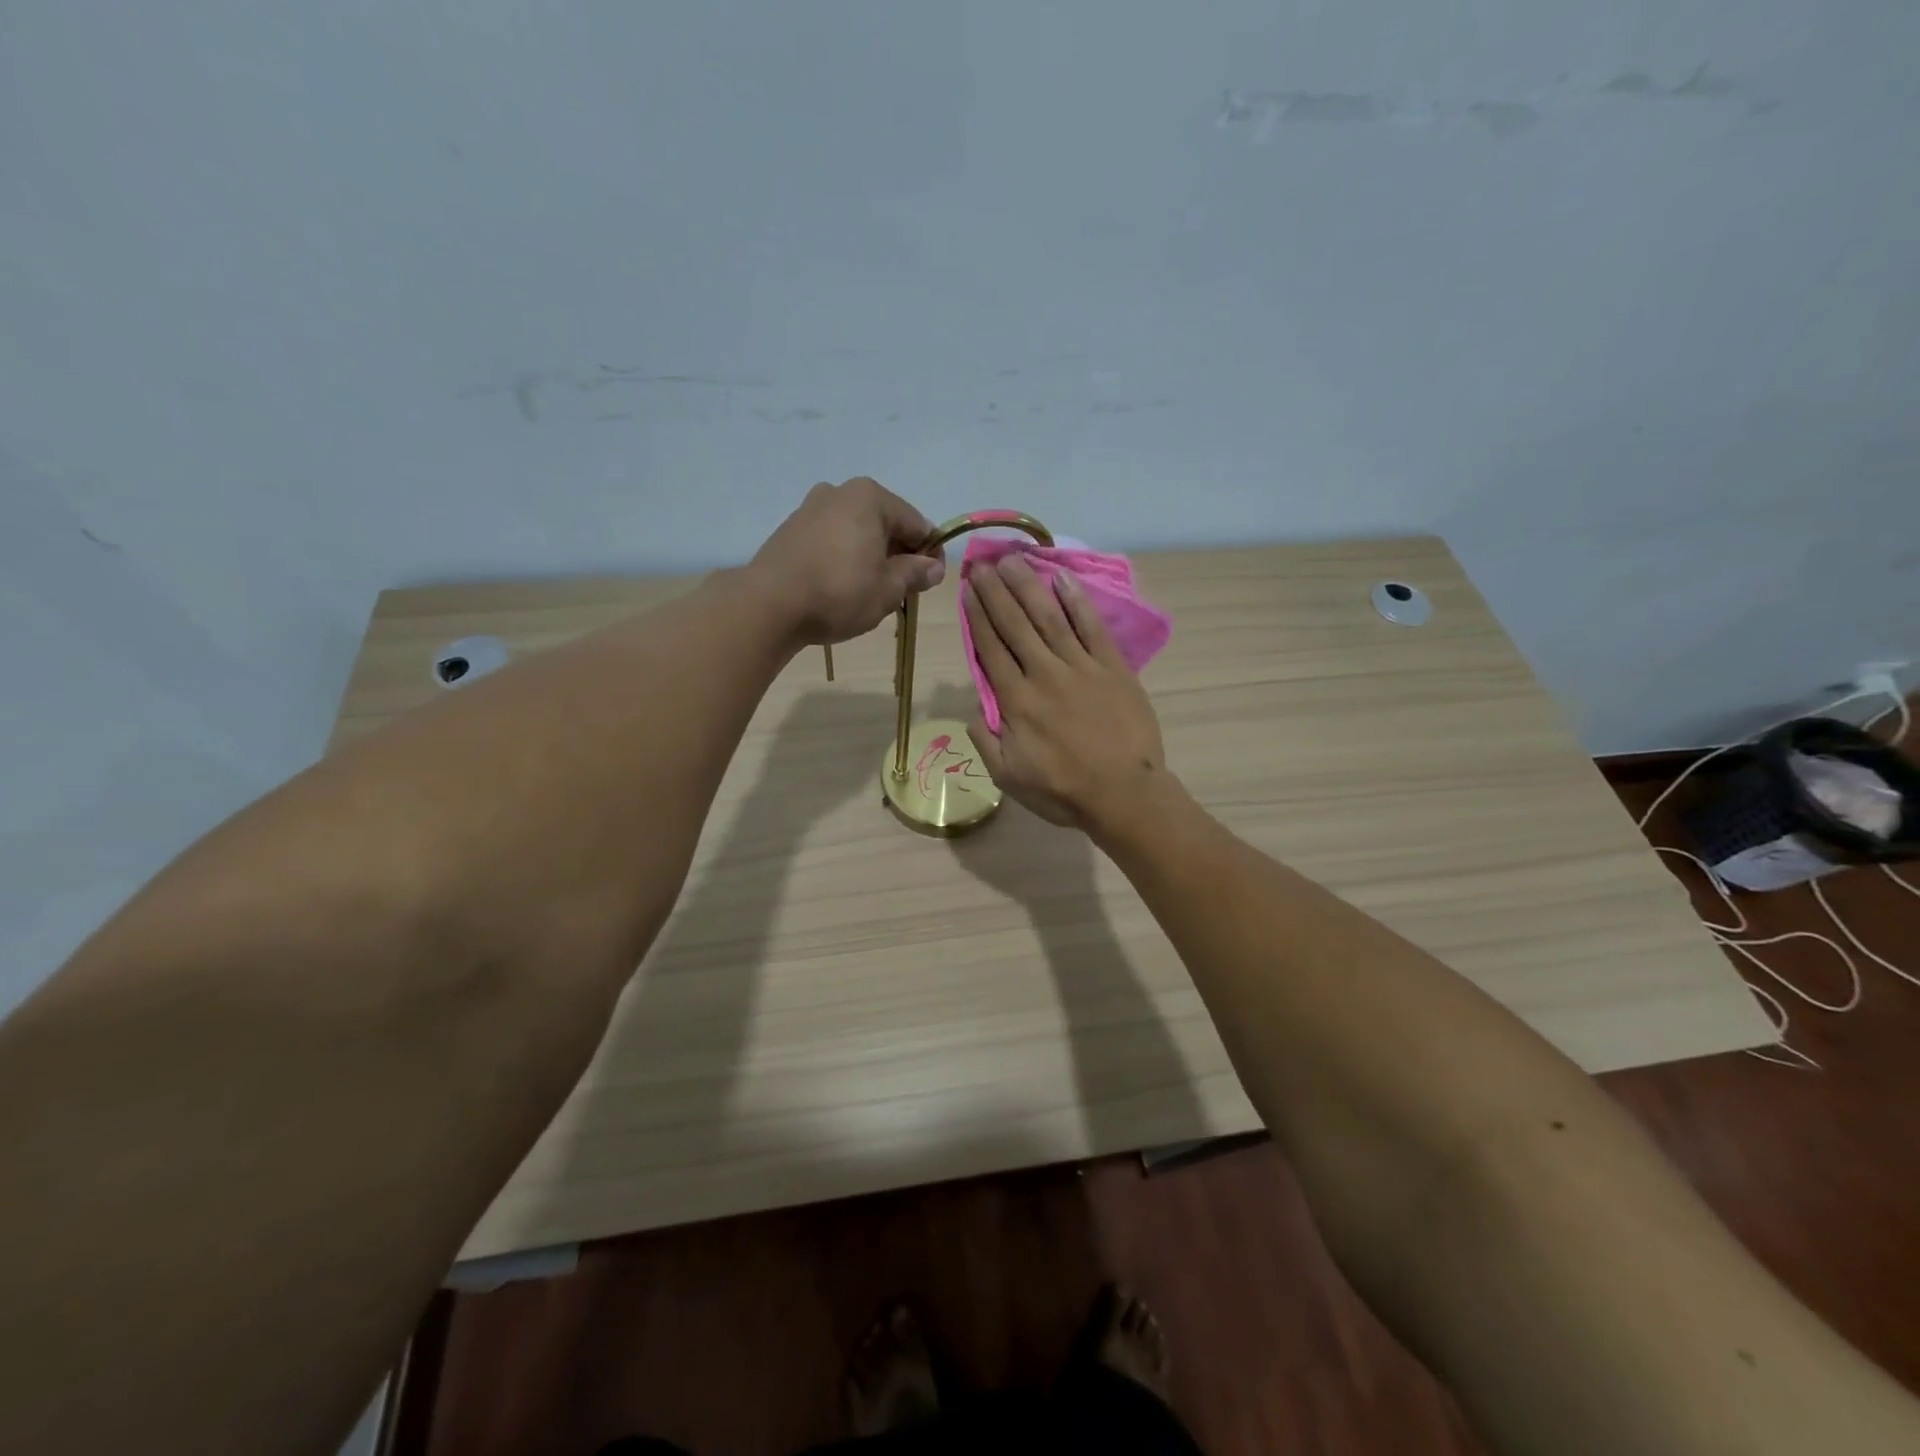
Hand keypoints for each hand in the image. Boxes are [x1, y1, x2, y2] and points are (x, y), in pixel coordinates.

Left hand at [750, 478, 946, 644]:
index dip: (929, 554)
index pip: (917, 524)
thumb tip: (933, 567)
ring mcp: (811, 508)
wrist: (769, 605)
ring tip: (870, 592)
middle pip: (885, 524)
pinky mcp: (791, 530)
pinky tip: (841, 587)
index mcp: (871, 497)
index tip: (930, 582)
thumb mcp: (888, 589)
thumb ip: (915, 574)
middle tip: (901, 591)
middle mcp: (840, 492)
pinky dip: (844, 558)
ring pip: (857, 532)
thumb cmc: (840, 592)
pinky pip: (832, 540)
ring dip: (871, 557)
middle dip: (898, 554)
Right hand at [964, 555, 1166, 829]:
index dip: (977, 616)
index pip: (990, 648)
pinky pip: (1092, 626)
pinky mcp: (1113, 667)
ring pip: (1049, 617)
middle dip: (996, 591)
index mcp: (1017, 701)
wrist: (1125, 794)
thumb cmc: (1063, 791)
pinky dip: (1076, 601)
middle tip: (984, 563)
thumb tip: (974, 709)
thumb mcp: (1008, 777)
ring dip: (1029, 586)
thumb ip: (985, 740)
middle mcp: (1044, 674)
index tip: (968, 589)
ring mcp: (1081, 667)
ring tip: (1014, 560)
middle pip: (1015, 624)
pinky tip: (1062, 578)